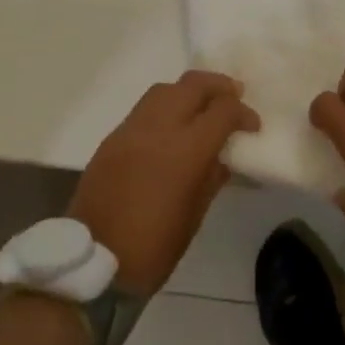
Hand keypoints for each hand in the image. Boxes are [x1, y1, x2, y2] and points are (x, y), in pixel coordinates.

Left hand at [69, 71, 259, 295]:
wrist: (91, 259)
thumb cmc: (152, 247)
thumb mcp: (194, 216)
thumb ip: (211, 178)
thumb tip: (222, 157)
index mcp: (186, 151)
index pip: (222, 110)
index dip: (243, 113)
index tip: (252, 125)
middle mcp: (159, 128)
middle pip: (193, 85)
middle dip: (219, 86)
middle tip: (233, 97)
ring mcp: (132, 128)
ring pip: (166, 89)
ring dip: (190, 91)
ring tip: (203, 106)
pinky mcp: (113, 136)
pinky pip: (145, 108)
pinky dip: (166, 106)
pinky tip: (172, 125)